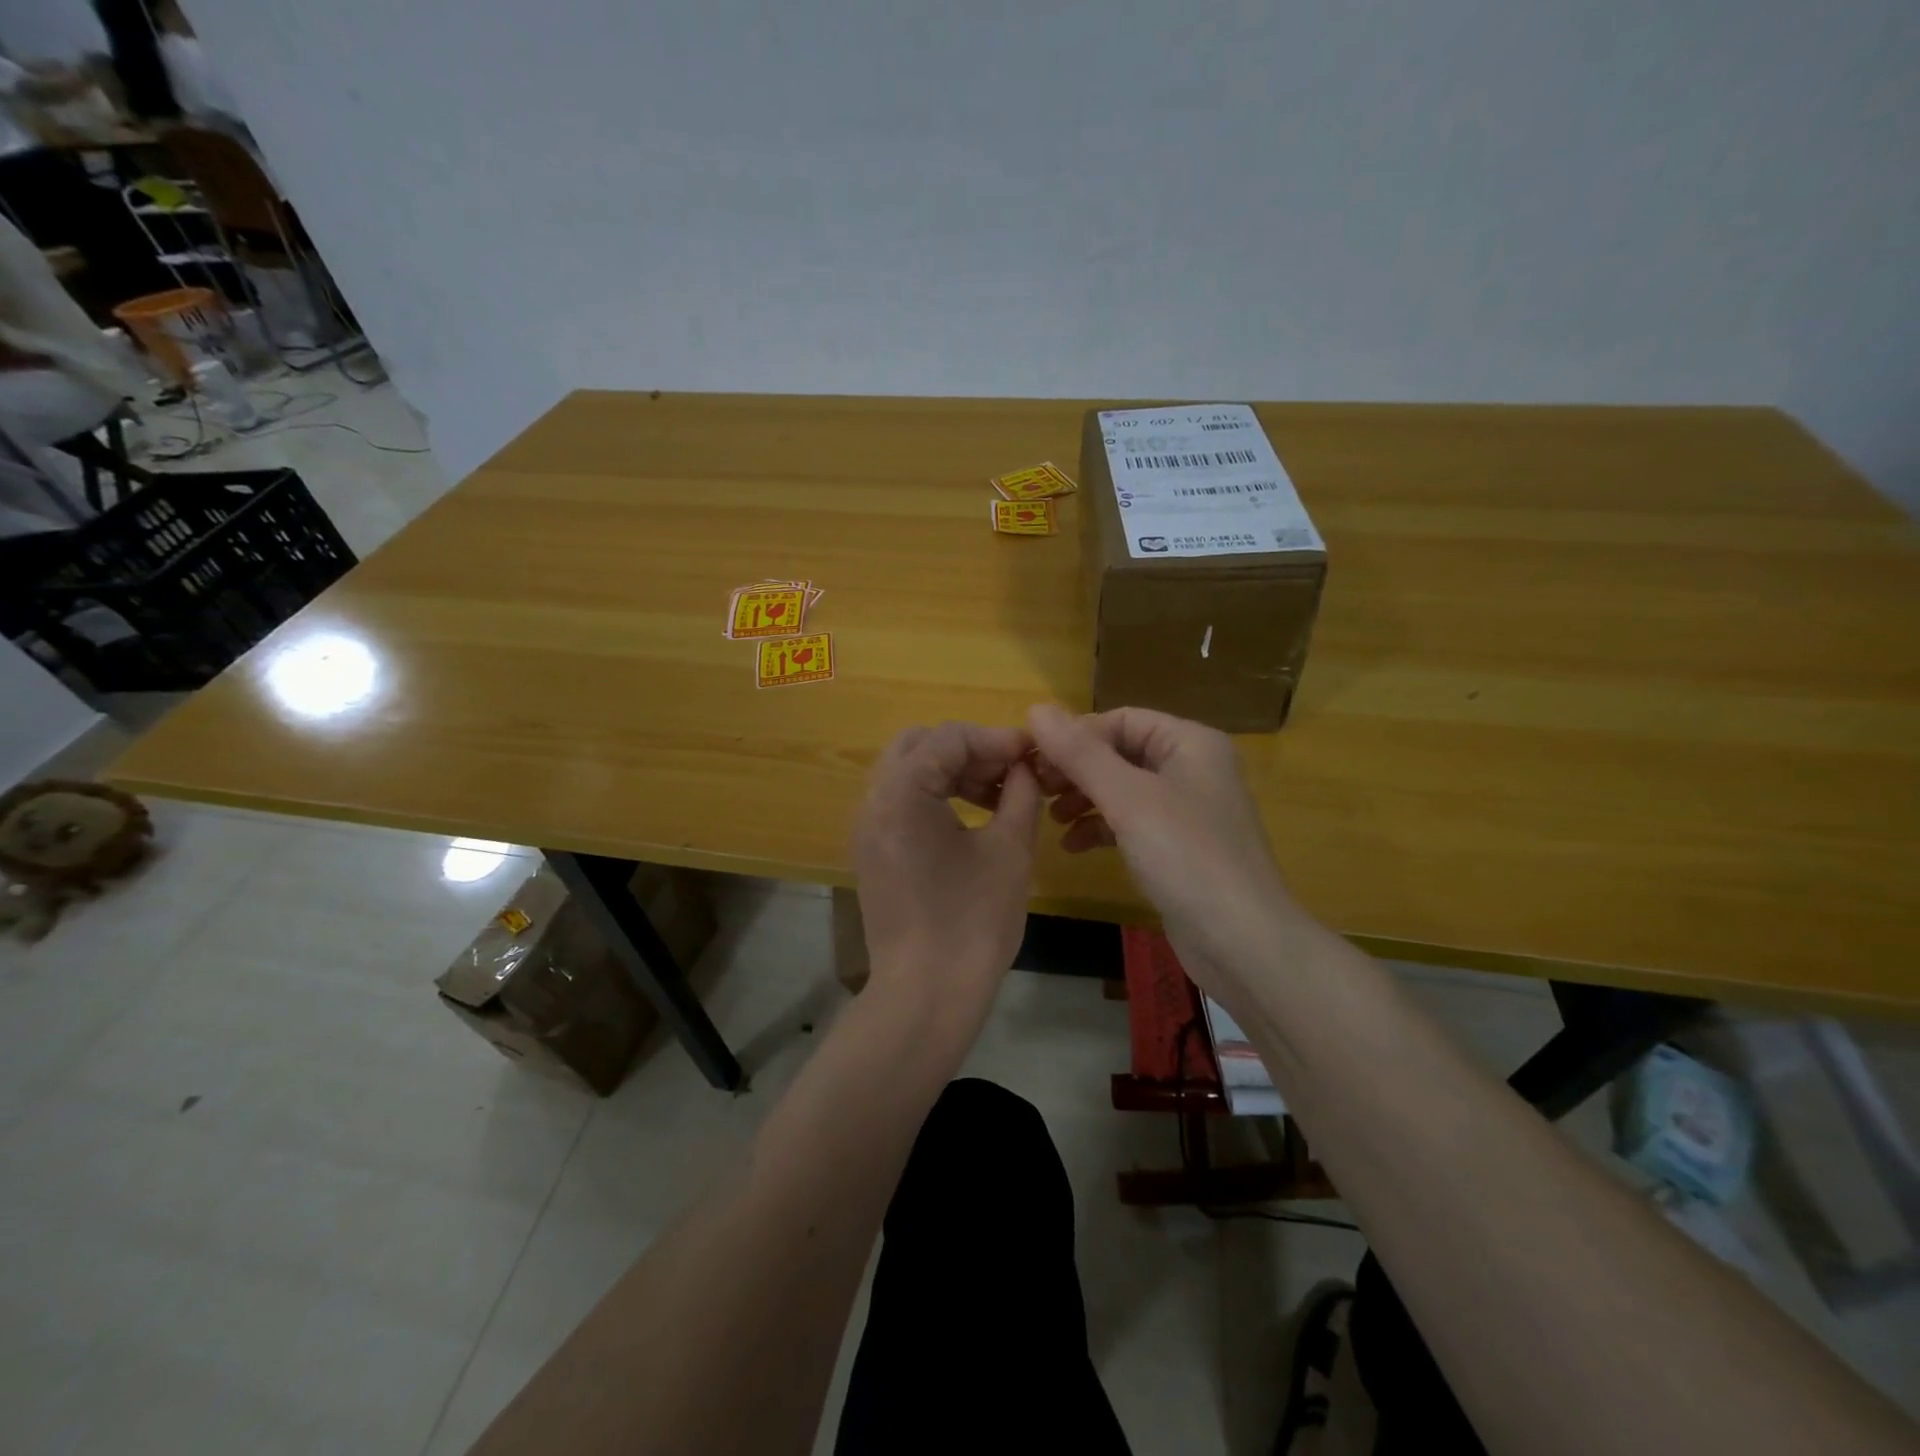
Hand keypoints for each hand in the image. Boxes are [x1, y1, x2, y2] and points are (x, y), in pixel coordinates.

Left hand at [851, 722, 1043, 1031]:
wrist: (926, 995)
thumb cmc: (973, 922)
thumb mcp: (1010, 849)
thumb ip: (1021, 793)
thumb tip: (1027, 766)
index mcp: (901, 793)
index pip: (949, 737)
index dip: (996, 739)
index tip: (1033, 754)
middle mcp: (873, 802)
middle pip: (919, 745)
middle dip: (968, 750)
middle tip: (1010, 772)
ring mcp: (867, 829)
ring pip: (908, 773)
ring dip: (952, 772)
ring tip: (999, 796)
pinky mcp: (872, 853)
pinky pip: (901, 804)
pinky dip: (935, 797)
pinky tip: (972, 819)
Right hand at [1027, 703, 1296, 995]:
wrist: (1242, 942)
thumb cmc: (1187, 856)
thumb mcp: (1128, 798)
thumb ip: (1081, 753)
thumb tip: (1036, 708)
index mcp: (1190, 742)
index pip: (1120, 720)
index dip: (1075, 736)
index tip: (1033, 761)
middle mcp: (1192, 768)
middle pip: (1120, 753)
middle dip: (1076, 769)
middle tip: (1036, 789)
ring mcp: (1187, 810)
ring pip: (1122, 789)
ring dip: (1084, 799)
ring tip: (1050, 818)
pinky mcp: (1179, 847)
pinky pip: (1131, 823)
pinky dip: (1101, 828)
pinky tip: (1072, 846)